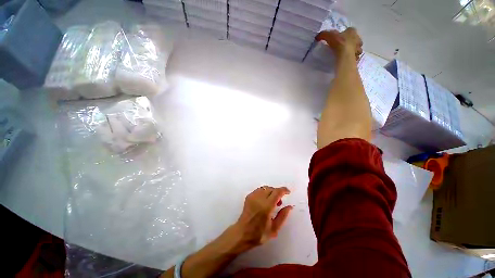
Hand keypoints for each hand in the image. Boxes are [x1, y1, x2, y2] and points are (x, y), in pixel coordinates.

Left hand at [233, 186, 292, 249]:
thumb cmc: (259, 234)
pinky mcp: (248, 197)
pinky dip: (264, 192)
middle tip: (279, 202)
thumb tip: (289, 206)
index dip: (283, 190)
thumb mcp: (274, 229)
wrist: (242, 233)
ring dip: (271, 192)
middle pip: (271, 189)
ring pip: (264, 188)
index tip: (288, 192)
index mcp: (266, 206)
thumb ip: (283, 216)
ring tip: (272, 202)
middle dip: (277, 192)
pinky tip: (264, 201)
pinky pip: (259, 190)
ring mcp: (253, 196)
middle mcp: (259, 199)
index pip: (277, 192)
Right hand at [316, 27, 362, 59]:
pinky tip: (346, 60)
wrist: (345, 55)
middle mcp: (358, 38)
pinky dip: (351, 58)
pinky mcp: (357, 57)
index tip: (340, 38)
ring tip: (345, 54)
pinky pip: (355, 57)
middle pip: (354, 39)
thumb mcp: (329, 36)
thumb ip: (323, 35)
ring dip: (352, 50)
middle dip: (350, 42)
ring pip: (356, 48)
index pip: (350, 30)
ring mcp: (358, 48)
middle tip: (343, 47)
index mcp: (352, 31)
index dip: (345, 34)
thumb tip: (317, 37)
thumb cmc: (339, 42)